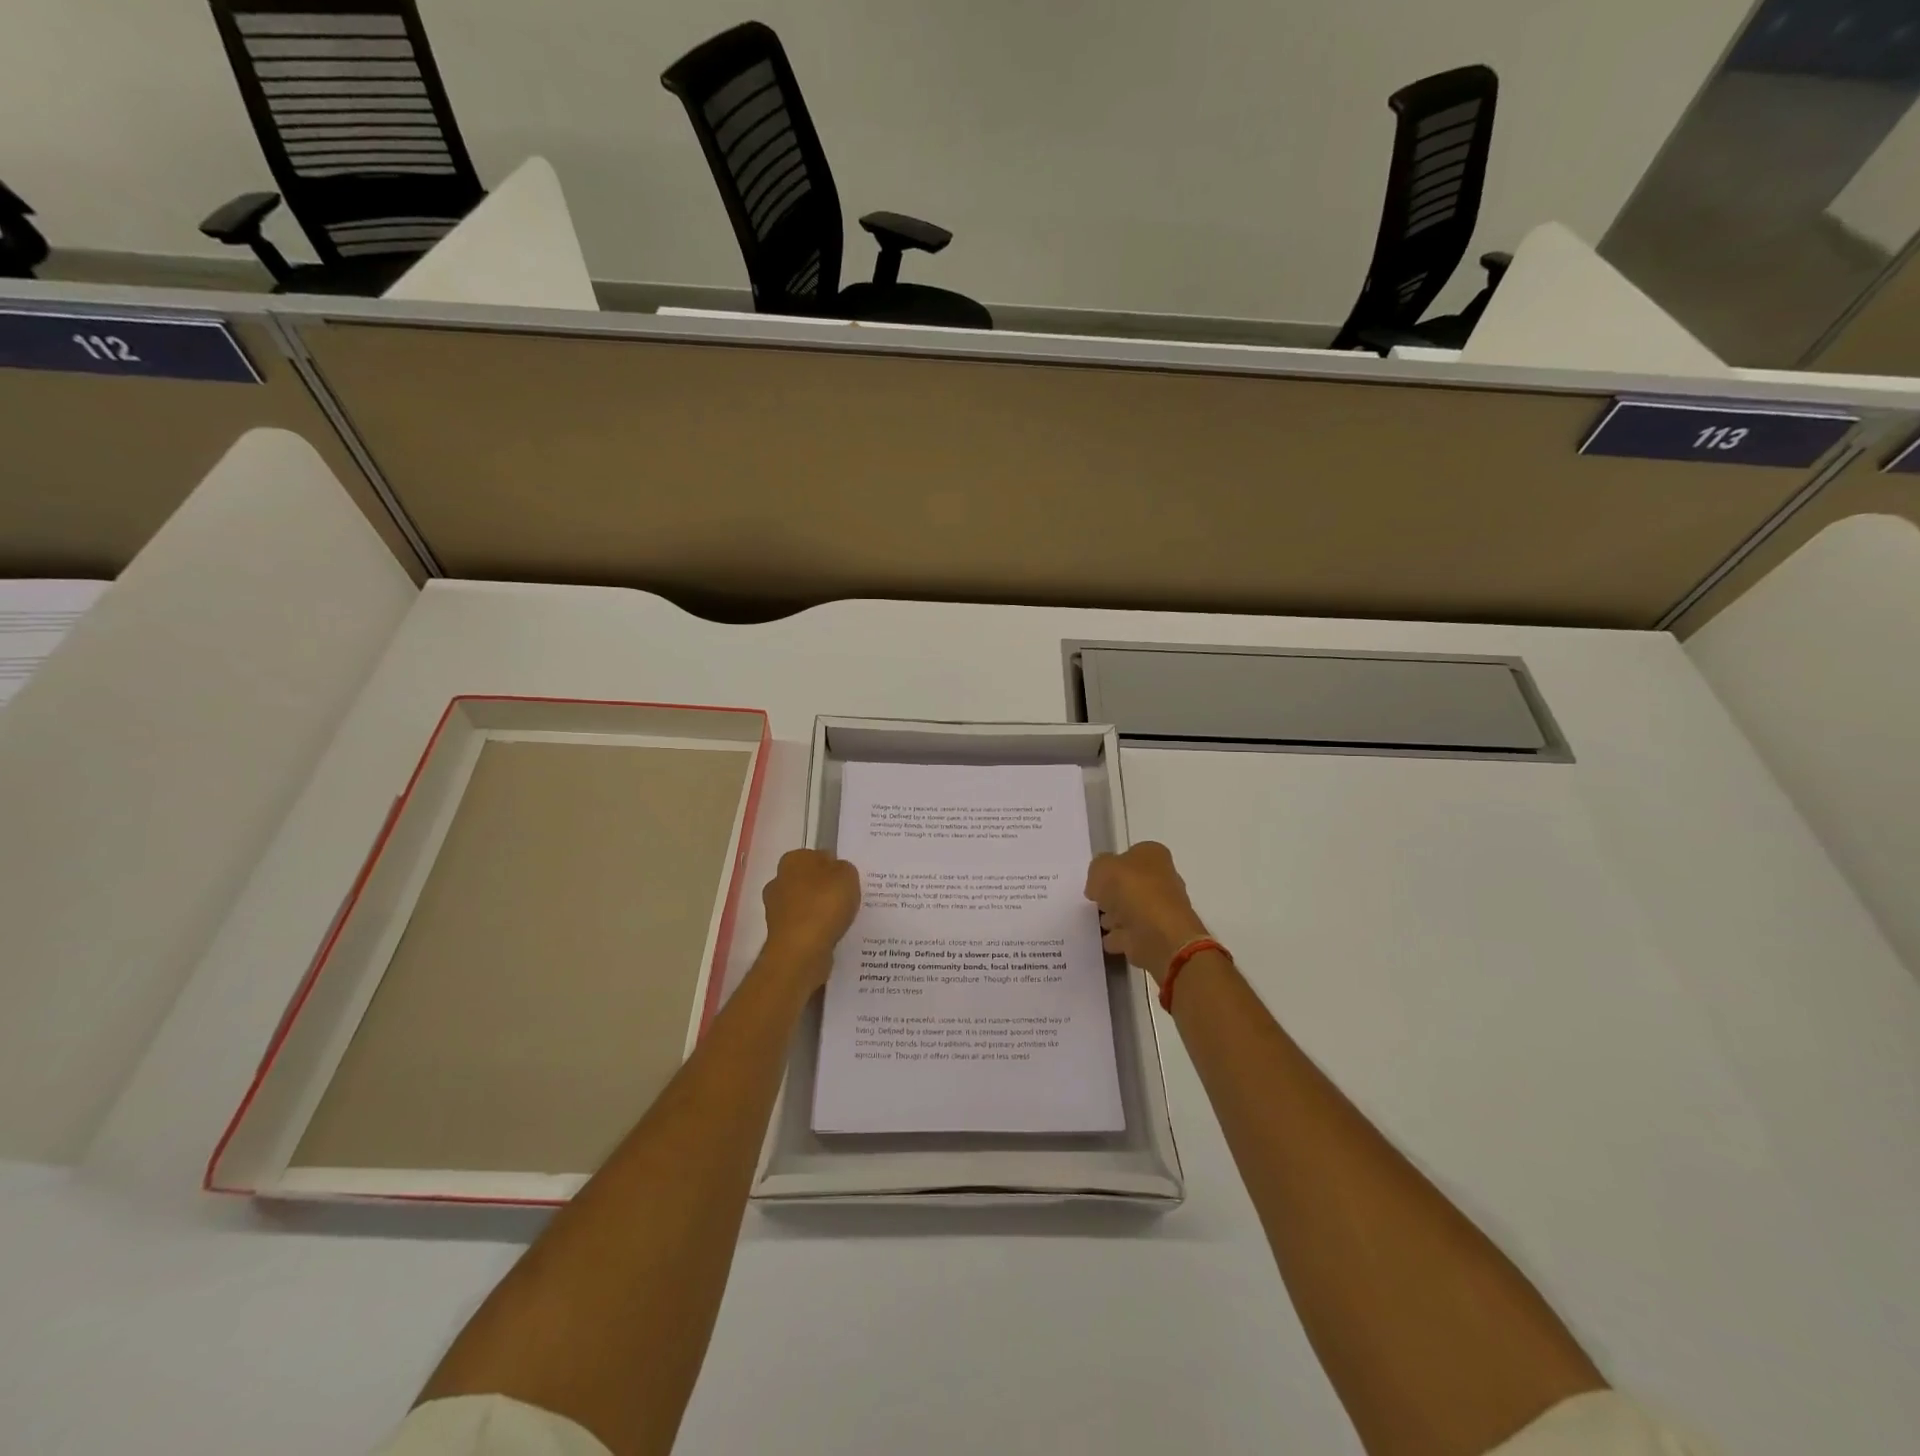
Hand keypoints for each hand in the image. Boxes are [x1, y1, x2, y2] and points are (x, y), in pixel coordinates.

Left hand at [761, 849, 860, 987]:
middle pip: (808, 880)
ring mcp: (775, 908)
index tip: (847, 880)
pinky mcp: (779, 933)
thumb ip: (844, 868)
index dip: (834, 866)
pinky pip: (803, 926)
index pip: (817, 856)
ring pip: (804, 904)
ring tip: (841, 920)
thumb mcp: (848, 875)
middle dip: (823, 888)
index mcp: (793, 859)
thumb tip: (836, 872)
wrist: (801, 950)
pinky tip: (830, 935)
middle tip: (846, 899)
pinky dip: (815, 929)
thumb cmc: (824, 904)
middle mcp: (778, 880)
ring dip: (818, 910)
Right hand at [1084, 841, 1208, 985]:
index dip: (1112, 865)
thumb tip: (1097, 886)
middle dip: (1115, 893)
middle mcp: (1162, 879)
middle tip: (1096, 900)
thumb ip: (1096, 871)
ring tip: (1099, 921)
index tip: (1096, 878)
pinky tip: (1106, 939)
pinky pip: (1132, 934)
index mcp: (1153, 855)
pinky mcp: (1158, 936)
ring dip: (1117, 916)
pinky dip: (1120, 937)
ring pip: (1133, 909)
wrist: (1160, 935)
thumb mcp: (1102, 868)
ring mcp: (1161, 910)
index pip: (1131, 854)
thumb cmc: (1132, 891)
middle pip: (1132, 883)